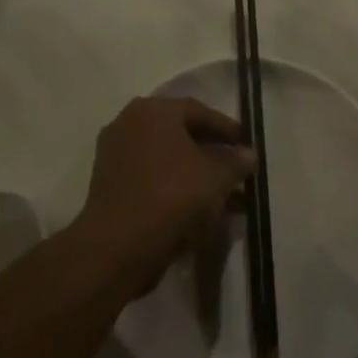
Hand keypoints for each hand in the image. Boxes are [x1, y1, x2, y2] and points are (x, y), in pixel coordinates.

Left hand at [75, 97, 255, 294]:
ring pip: (166, 159)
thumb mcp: (216, 178)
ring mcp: (115, 155)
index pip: (198, 111)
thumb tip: (248, 154)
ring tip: (224, 196)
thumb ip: (236, 162)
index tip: (246, 145)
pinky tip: (198, 210)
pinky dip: (174, 188)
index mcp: (153, 110)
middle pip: (180, 134)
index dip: (226, 129)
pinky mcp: (108, 186)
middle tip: (235, 169)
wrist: (117, 247)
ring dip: (195, 174)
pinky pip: (151, 178)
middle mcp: (129, 123)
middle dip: (211, 153)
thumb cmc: (171, 197)